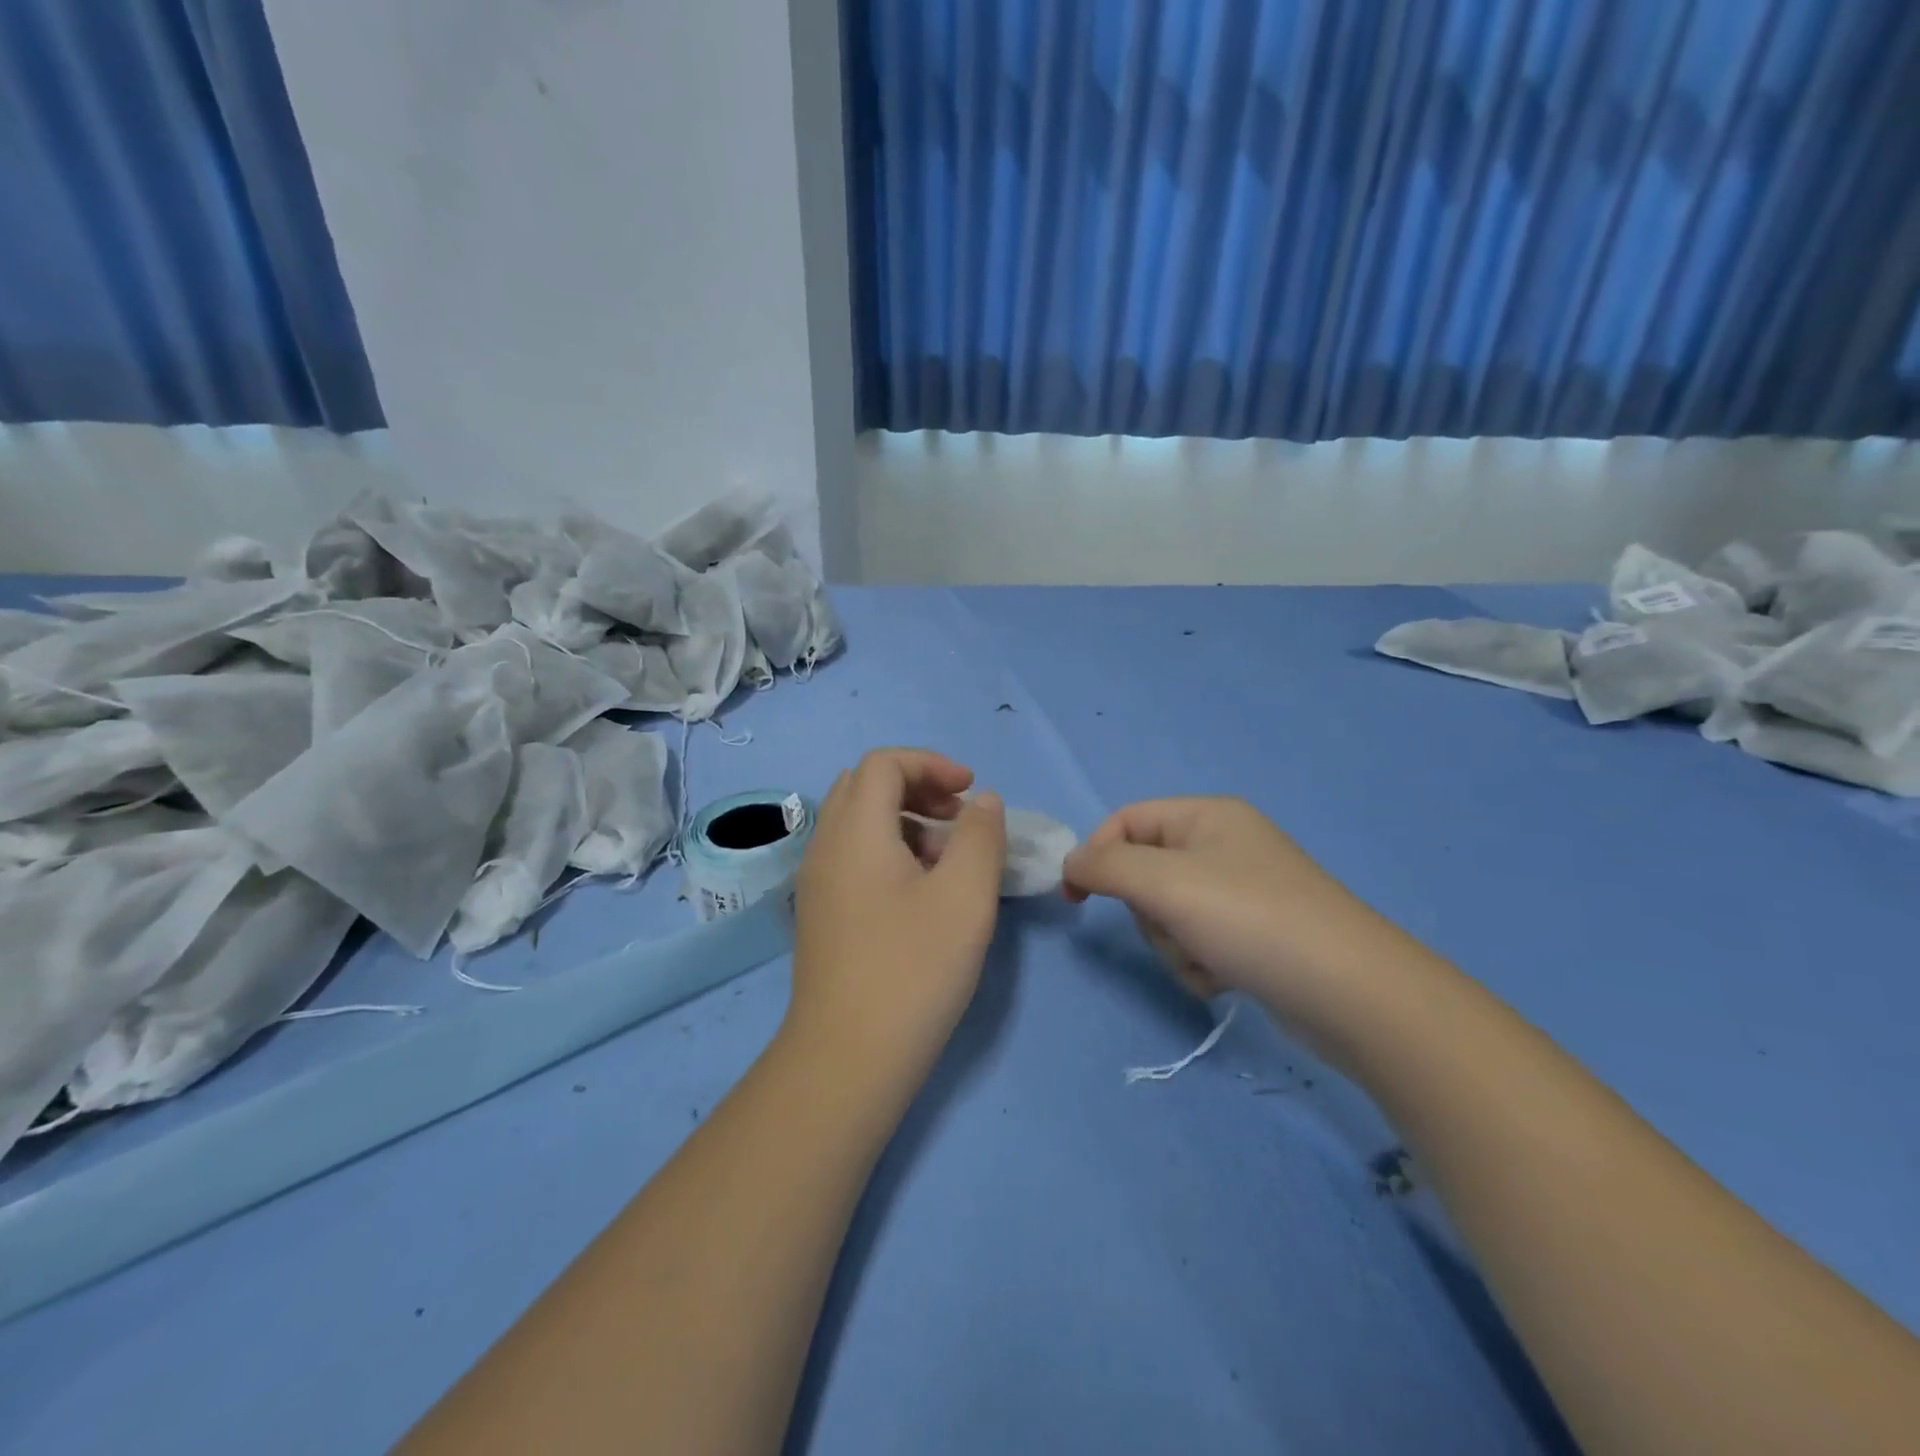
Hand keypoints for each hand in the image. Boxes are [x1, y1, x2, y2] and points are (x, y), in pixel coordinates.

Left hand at [788, 749, 1006, 1071]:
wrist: (848, 1057)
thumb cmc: (913, 968)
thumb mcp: (965, 896)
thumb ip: (980, 836)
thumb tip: (983, 802)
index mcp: (855, 831)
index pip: (884, 763)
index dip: (931, 764)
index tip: (971, 792)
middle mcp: (826, 845)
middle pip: (866, 785)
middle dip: (918, 786)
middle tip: (958, 816)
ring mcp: (817, 881)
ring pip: (858, 821)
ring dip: (905, 819)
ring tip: (947, 857)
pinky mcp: (821, 912)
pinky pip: (853, 855)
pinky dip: (888, 849)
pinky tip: (921, 892)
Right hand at [1062, 797, 1398, 1025]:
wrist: (1350, 992)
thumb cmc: (1250, 919)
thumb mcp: (1166, 883)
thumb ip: (1106, 866)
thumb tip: (1071, 863)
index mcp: (1207, 816)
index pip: (1126, 820)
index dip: (1096, 854)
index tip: (1075, 898)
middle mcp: (1225, 845)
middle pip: (1145, 872)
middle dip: (1149, 911)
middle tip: (1174, 928)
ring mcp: (1242, 891)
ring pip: (1168, 914)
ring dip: (1175, 944)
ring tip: (1209, 960)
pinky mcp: (1255, 934)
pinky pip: (1198, 941)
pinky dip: (1200, 963)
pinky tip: (1227, 977)